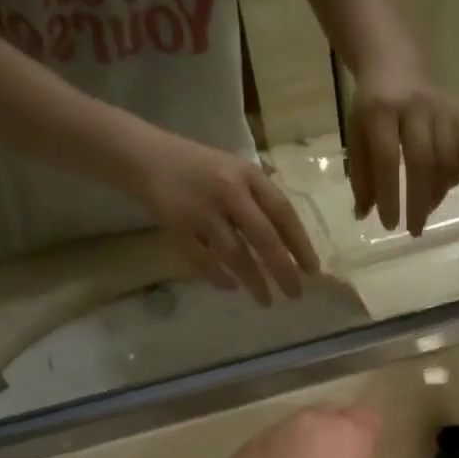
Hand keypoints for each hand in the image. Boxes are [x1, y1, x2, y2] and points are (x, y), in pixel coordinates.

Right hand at [134, 133, 319, 306]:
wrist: (146, 156)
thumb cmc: (201, 169)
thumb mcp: (236, 173)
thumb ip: (260, 202)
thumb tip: (291, 248)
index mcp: (248, 175)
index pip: (283, 212)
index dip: (300, 244)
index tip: (312, 271)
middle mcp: (228, 190)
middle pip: (263, 237)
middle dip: (282, 269)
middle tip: (295, 294)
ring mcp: (201, 209)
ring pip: (235, 254)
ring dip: (253, 281)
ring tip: (266, 300)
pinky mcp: (177, 225)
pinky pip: (202, 260)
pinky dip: (218, 277)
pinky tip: (230, 287)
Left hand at [212, 405, 409, 457]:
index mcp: (348, 434)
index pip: (368, 416)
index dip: (371, 435)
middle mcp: (309, 423)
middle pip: (330, 416)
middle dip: (337, 435)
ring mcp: (270, 435)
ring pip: (295, 430)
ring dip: (303, 446)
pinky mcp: (241, 453)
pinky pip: (266, 449)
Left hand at [348, 65, 458, 236]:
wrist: (396, 63)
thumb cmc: (371, 108)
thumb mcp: (356, 136)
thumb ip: (360, 175)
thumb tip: (363, 216)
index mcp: (380, 111)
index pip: (387, 159)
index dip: (390, 195)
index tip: (391, 226)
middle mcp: (414, 107)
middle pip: (422, 161)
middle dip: (419, 201)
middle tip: (415, 230)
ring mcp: (441, 108)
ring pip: (448, 156)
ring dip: (439, 191)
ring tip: (427, 209)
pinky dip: (458, 173)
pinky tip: (446, 186)